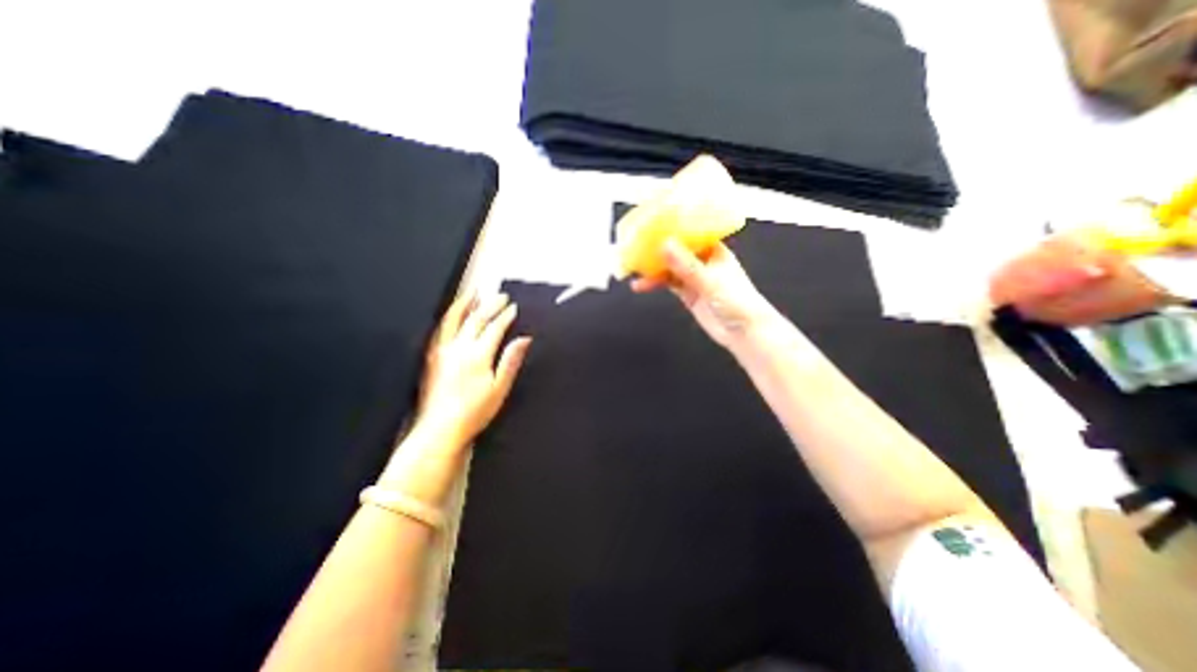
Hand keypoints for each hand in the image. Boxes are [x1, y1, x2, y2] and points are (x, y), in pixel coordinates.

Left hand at [416, 290, 530, 445]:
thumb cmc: (474, 412)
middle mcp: (458, 348)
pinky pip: (440, 330)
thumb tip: (523, 339)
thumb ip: (511, 360)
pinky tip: (451, 315)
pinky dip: (447, 317)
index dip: (505, 316)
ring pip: (453, 319)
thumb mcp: (500, 388)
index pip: (494, 327)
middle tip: (500, 296)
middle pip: (476, 318)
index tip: (513, 308)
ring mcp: (442, 351)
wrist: (441, 429)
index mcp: (477, 355)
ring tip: (473, 293)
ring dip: (465, 304)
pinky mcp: (431, 358)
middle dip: (490, 305)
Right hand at [631, 239, 782, 345]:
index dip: (672, 228)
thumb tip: (664, 244)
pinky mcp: (688, 293)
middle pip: (677, 250)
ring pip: (670, 268)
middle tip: (636, 249)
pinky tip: (641, 285)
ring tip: (634, 270)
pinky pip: (668, 283)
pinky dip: (655, 283)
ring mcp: (694, 278)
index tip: (652, 225)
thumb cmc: (737, 302)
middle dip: (658, 250)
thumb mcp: (710, 281)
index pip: (691, 233)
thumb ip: (686, 265)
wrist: (744, 332)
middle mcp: (703, 261)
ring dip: (653, 269)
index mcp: (714, 250)